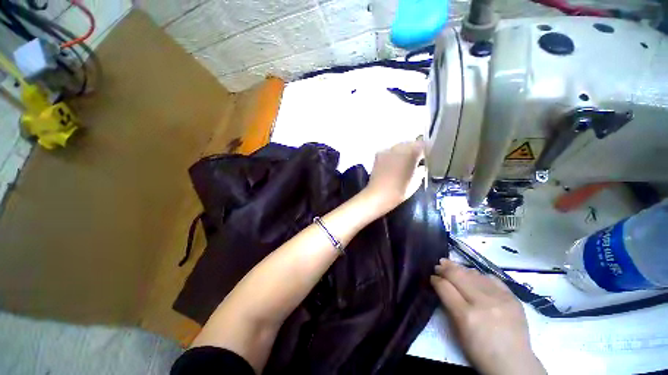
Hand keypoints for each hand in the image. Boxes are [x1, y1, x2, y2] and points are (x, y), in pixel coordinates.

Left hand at [364, 140, 425, 212]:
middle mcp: (399, 147)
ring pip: (399, 146)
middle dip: (413, 151)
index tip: (425, 159)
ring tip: (402, 163)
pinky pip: (389, 151)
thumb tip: (420, 166)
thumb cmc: (400, 190)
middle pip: (409, 144)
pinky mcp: (378, 155)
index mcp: (411, 153)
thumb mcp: (417, 181)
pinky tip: (392, 164)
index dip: (425, 152)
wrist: (378, 194)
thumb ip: (421, 170)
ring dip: (402, 152)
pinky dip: (392, 155)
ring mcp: (387, 150)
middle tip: (414, 161)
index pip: (422, 145)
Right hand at [431, 259, 545, 374]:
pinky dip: (479, 275)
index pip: (445, 287)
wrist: (513, 363)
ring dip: (460, 268)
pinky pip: (491, 278)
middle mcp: (483, 303)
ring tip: (451, 265)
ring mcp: (500, 298)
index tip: (432, 277)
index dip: (436, 279)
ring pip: (474, 274)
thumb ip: (449, 305)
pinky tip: (473, 274)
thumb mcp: (458, 331)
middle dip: (445, 268)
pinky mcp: (512, 297)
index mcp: (466, 316)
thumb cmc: (480, 351)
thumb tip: (441, 285)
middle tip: (438, 265)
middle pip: (458, 276)